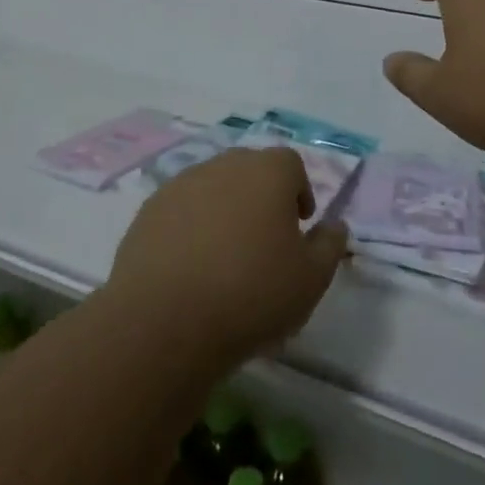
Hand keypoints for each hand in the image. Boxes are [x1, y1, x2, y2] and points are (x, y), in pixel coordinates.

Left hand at [108, 147, 347, 367]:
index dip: (299, 191)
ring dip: (224, 211)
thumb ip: (329, 246)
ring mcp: (181, 185)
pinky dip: (190, 227)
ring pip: (213, 187)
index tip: (298, 226)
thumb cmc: (251, 294)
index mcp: (267, 172)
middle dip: (261, 197)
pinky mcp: (149, 211)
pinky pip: (181, 210)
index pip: (290, 163)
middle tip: (264, 240)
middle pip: (250, 170)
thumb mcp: (311, 280)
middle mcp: (224, 166)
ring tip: (225, 257)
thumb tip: (335, 225)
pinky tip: (191, 267)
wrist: (164, 320)